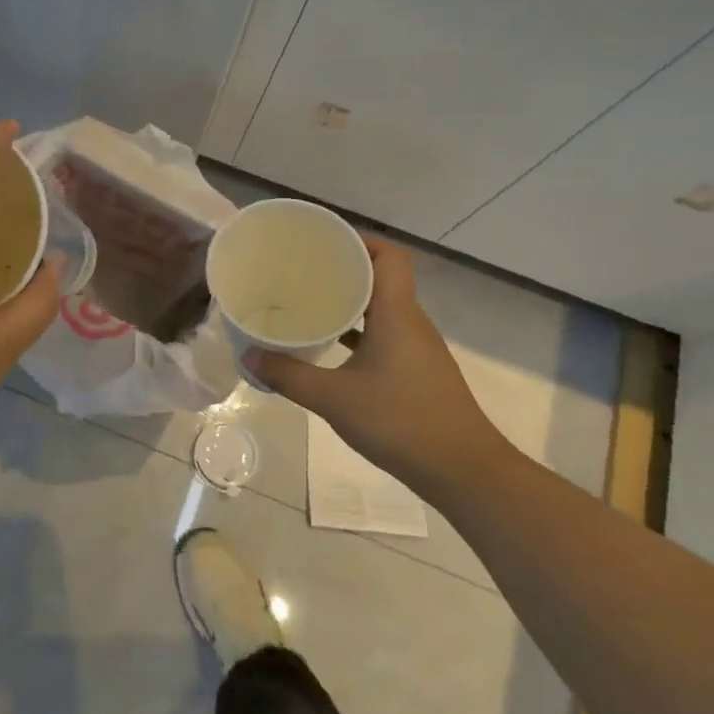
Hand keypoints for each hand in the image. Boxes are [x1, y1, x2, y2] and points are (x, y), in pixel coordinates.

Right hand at [246, 236, 508, 501]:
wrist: (464, 472)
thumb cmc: (400, 422)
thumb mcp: (334, 398)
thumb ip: (289, 375)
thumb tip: (249, 357)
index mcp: (397, 313)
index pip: (388, 256)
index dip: (359, 241)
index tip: (323, 243)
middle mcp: (411, 322)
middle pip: (381, 278)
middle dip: (343, 270)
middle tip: (303, 271)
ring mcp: (417, 348)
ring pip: (382, 309)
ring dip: (350, 303)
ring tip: (310, 303)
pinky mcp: (418, 371)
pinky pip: (385, 335)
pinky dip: (359, 333)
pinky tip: (330, 348)